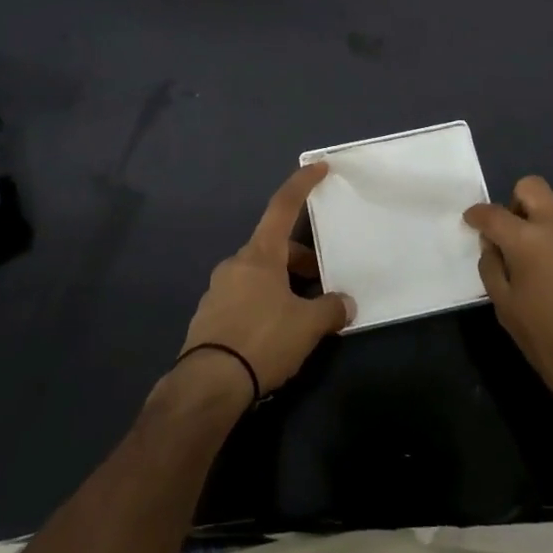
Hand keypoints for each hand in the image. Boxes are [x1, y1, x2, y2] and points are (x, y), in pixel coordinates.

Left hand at [177, 162, 355, 396]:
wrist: (208, 385)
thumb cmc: (262, 340)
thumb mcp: (307, 325)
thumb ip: (330, 309)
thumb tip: (344, 304)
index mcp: (259, 255)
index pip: (283, 207)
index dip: (302, 185)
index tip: (318, 167)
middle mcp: (236, 264)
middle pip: (274, 248)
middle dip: (301, 260)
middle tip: (324, 282)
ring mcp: (218, 289)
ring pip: (260, 274)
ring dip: (284, 284)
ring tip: (304, 314)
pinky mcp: (209, 316)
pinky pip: (245, 297)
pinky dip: (266, 303)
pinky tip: (277, 332)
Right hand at [464, 176, 552, 423]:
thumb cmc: (552, 344)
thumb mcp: (507, 311)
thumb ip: (492, 269)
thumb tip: (492, 246)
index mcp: (528, 239)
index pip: (493, 213)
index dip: (477, 215)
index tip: (472, 222)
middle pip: (532, 187)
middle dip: (516, 203)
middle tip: (514, 234)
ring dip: (548, 224)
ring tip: (547, 261)